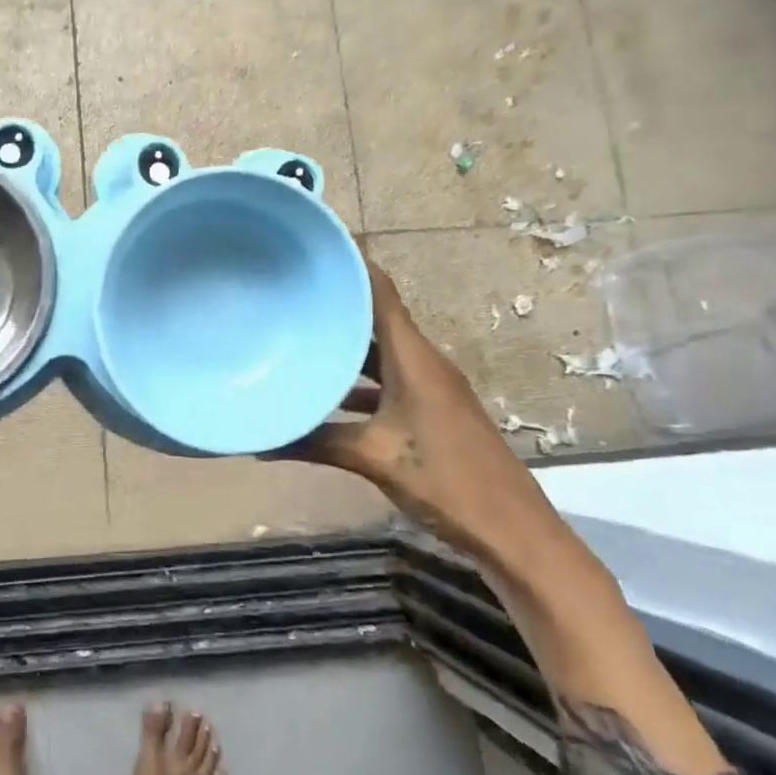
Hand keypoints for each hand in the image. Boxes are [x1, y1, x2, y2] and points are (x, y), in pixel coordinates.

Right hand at [285, 258, 557, 559]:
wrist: (513, 530)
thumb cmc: (444, 479)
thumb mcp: (372, 458)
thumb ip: (315, 443)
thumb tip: (261, 441)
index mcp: (413, 358)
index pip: (381, 292)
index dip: (353, 263)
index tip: (316, 244)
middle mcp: (424, 362)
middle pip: (378, 318)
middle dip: (339, 303)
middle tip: (294, 291)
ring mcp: (432, 386)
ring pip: (383, 351)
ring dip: (350, 345)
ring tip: (303, 335)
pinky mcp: (434, 409)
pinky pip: (390, 379)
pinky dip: (361, 379)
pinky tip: (330, 395)